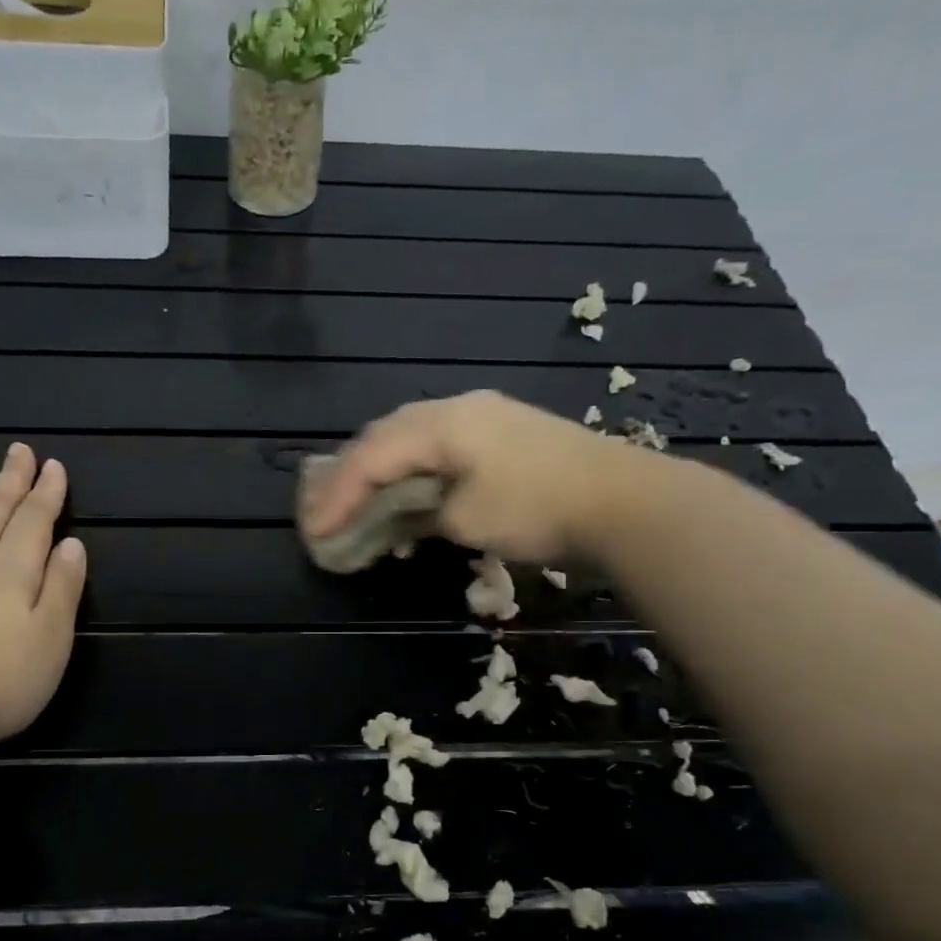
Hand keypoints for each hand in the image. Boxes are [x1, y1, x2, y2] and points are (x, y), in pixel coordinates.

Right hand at [301, 390, 642, 561]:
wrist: (626, 502)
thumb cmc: (538, 508)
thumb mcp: (467, 519)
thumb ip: (422, 515)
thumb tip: (404, 519)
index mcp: (443, 422)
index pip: (372, 456)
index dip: (337, 494)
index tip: (314, 531)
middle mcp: (458, 409)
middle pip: (385, 438)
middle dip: (349, 476)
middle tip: (323, 511)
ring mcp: (485, 418)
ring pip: (411, 441)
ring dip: (380, 474)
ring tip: (355, 504)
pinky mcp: (504, 437)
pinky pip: (440, 450)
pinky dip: (413, 474)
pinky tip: (409, 497)